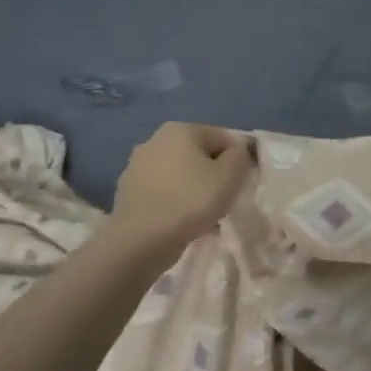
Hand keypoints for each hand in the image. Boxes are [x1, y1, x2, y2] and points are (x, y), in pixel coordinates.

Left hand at [109, 123, 253, 251]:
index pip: (223, 138)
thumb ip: (241, 155)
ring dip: (195, 191)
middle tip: (224, 201)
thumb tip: (239, 149)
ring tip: (205, 217)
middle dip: (214, 176)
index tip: (240, 185)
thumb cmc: (192, 200)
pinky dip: (176, 204)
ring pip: (180, 176)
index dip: (238, 161)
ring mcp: (137, 167)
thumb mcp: (231, 174)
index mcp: (180, 129)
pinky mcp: (128, 193)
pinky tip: (184, 224)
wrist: (141, 240)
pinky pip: (164, 194)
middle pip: (199, 156)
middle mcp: (154, 140)